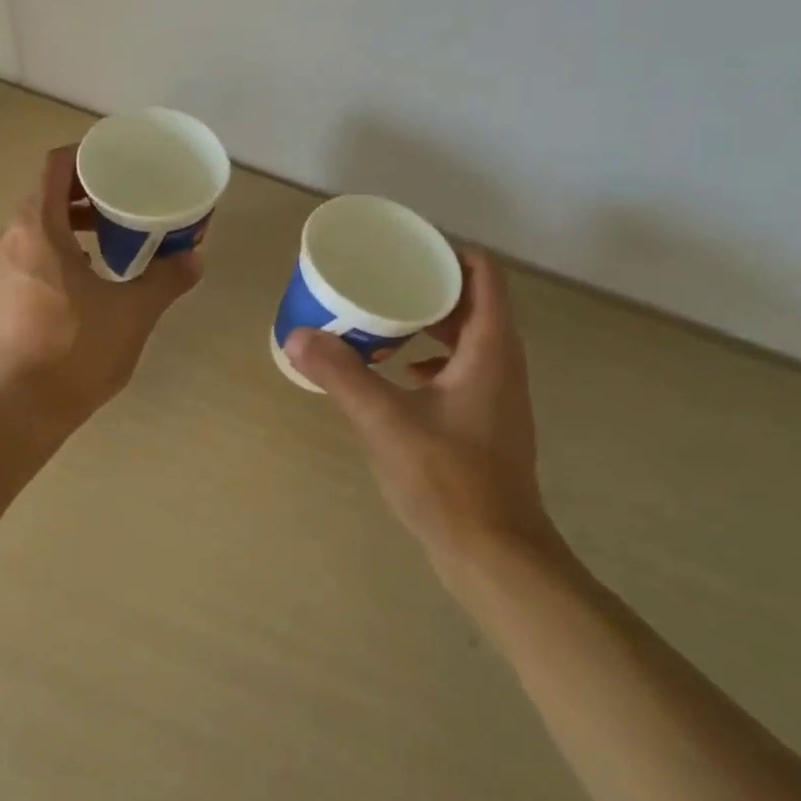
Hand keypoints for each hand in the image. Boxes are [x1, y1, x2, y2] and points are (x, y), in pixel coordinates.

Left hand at [0, 145, 202, 427]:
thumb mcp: (133, 312)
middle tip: (128, 200)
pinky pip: (33, 253)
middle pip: (48, 194)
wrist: (22, 406)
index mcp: (38, 227)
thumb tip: (194, 258)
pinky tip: (93, 275)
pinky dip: (62, 248)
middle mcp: (12, 238)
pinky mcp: (2, 294)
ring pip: (40, 225)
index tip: (120, 163)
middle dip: (88, 191)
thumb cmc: (76, 349)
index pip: (56, 166)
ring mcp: (2, 268)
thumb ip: (166, 279)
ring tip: (117, 236)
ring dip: (76, 222)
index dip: (88, 155)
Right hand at [285, 251, 569, 578]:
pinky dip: (430, 360)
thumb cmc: (448, 478)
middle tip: (382, 279)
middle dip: (429, 286)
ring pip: (468, 338)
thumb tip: (298, 336)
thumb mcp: (386, 421)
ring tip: (382, 320)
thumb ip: (341, 375)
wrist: (494, 552)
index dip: (448, 252)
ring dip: (429, 324)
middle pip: (473, 303)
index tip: (405, 248)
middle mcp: (502, 363)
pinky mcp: (487, 422)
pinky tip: (396, 375)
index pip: (484, 275)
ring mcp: (498, 395)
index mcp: (490, 349)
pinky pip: (461, 370)